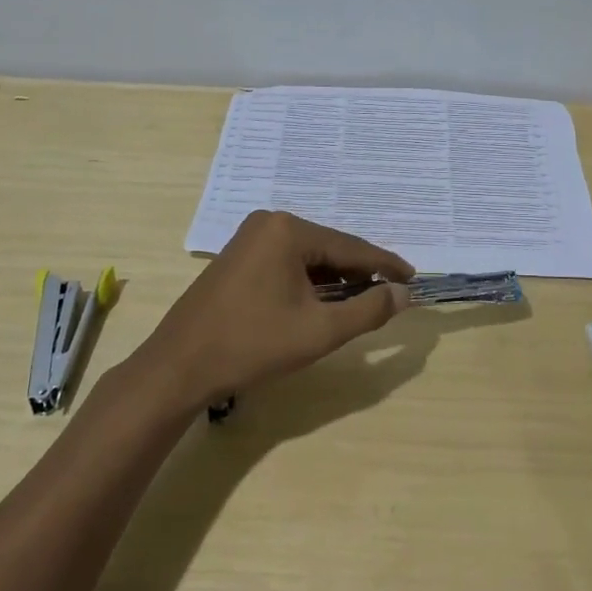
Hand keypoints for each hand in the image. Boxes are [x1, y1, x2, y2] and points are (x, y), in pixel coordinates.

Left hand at [135, 211, 413, 410]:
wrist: (179, 367)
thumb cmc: (253, 345)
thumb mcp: (319, 331)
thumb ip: (368, 310)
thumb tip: (403, 293)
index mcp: (289, 230)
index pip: (351, 247)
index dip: (385, 265)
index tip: (413, 277)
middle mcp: (270, 223)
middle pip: (329, 248)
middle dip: (359, 272)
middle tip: (389, 292)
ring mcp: (250, 238)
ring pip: (308, 257)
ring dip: (335, 279)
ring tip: (362, 300)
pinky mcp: (238, 258)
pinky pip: (287, 262)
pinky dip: (309, 281)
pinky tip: (323, 300)